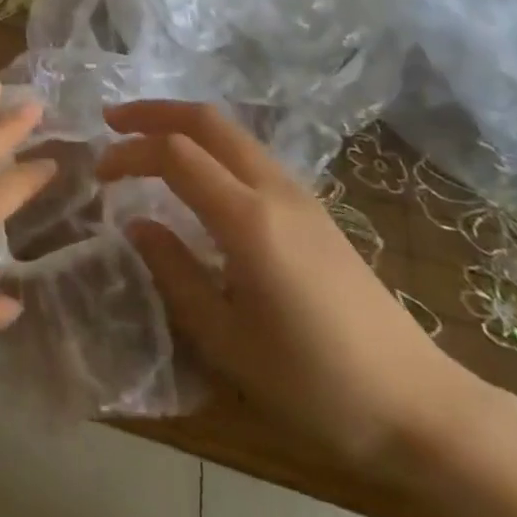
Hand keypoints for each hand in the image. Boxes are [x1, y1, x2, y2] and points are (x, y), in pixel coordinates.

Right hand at [98, 101, 480, 476]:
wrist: (417, 404)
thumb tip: (137, 224)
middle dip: (155, 112)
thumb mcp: (227, 341)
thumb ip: (175, 273)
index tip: (99, 173)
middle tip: (112, 122)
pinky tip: (196, 172)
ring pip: (232, 131)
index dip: (130, 153)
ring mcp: (299, 193)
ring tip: (144, 139)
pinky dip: (210, 144)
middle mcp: (274, 189)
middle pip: (207, 120)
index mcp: (249, 219)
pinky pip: (250, 153)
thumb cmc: (315, 383)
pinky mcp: (312, 208)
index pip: (176, 154)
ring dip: (183, 123)